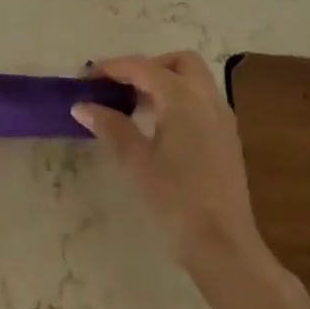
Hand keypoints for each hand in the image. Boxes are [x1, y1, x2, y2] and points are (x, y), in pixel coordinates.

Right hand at [73, 51, 262, 268]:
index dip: (113, 68)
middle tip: (121, 86)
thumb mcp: (135, 161)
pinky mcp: (228, 138)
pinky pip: (202, 101)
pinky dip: (179, 99)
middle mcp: (207, 98)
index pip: (143, 67)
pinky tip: (160, 126)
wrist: (224, 246)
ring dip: (165, 82)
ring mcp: (222, 118)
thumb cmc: (176, 199)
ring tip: (135, 105)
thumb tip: (82, 105)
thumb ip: (110, 126)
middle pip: (179, 62)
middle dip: (148, 66)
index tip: (87, 77)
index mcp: (183, 98)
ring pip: (194, 80)